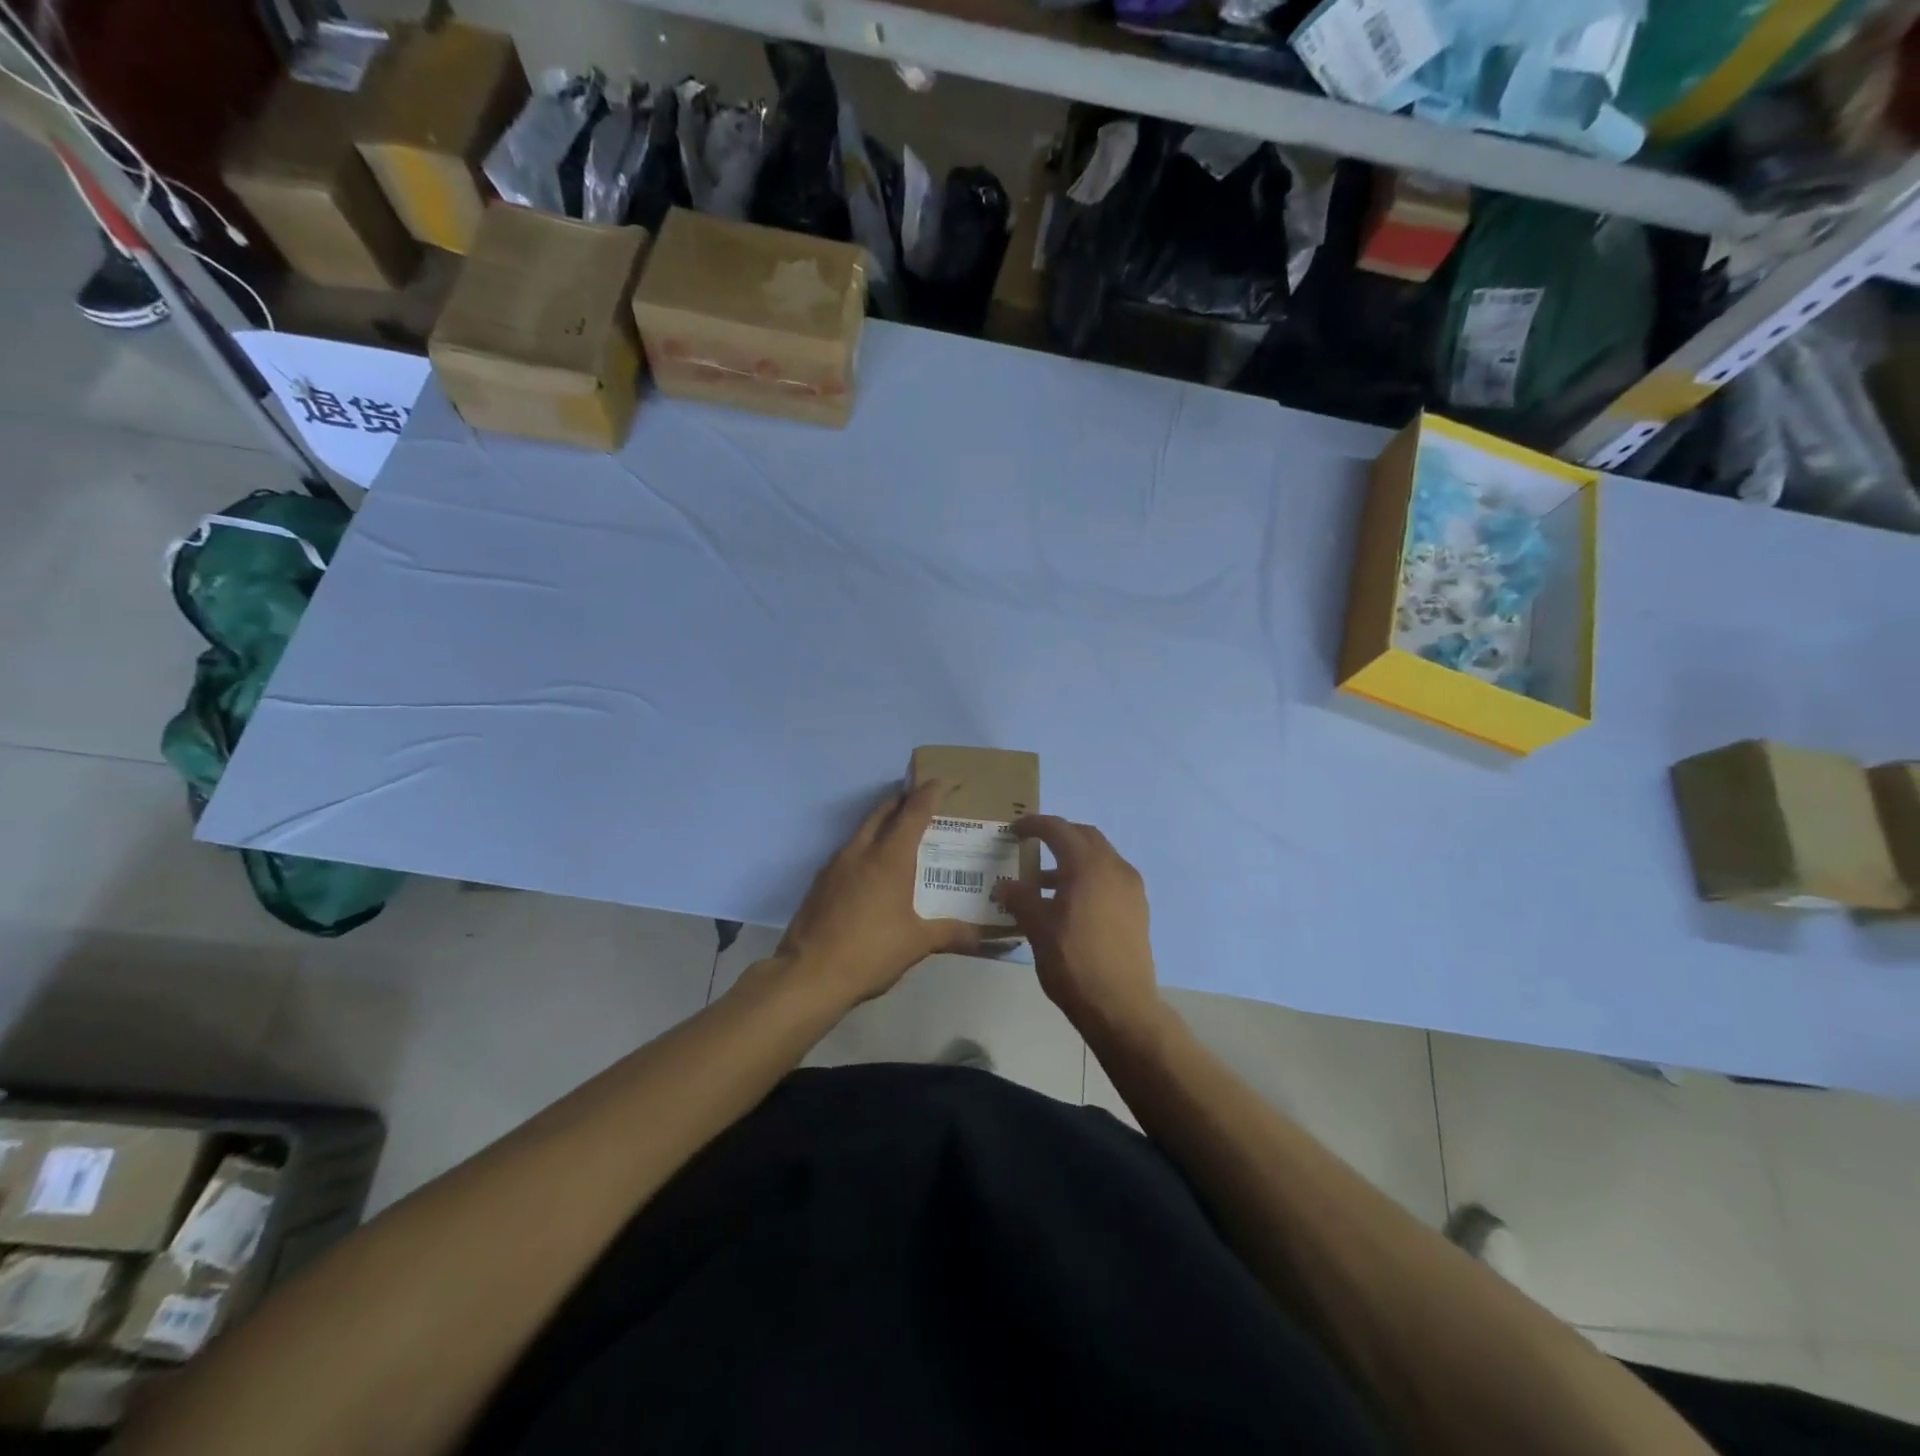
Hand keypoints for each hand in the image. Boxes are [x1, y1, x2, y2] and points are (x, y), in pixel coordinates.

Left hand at [775, 780, 981, 1007]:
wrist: (808, 975)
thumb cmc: (871, 952)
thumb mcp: (918, 944)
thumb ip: (952, 934)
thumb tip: (985, 939)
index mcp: (890, 857)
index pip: (914, 811)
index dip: (930, 793)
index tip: (943, 781)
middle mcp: (862, 851)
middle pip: (883, 811)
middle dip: (903, 800)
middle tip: (922, 801)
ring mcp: (836, 865)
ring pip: (862, 829)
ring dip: (882, 823)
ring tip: (900, 834)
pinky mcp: (820, 883)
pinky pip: (848, 852)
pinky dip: (865, 848)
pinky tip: (872, 871)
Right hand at [993, 816, 1160, 1037]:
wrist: (1121, 1006)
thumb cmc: (1073, 961)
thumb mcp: (1037, 928)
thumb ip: (1020, 898)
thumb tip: (1005, 886)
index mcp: (1088, 865)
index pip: (1058, 829)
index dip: (1034, 825)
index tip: (1014, 830)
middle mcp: (1115, 868)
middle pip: (1084, 837)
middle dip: (1058, 835)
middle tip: (1032, 844)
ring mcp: (1131, 889)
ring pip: (1100, 858)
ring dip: (1073, 859)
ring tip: (1044, 881)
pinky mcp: (1137, 909)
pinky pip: (1109, 878)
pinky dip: (1088, 877)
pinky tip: (1069, 903)